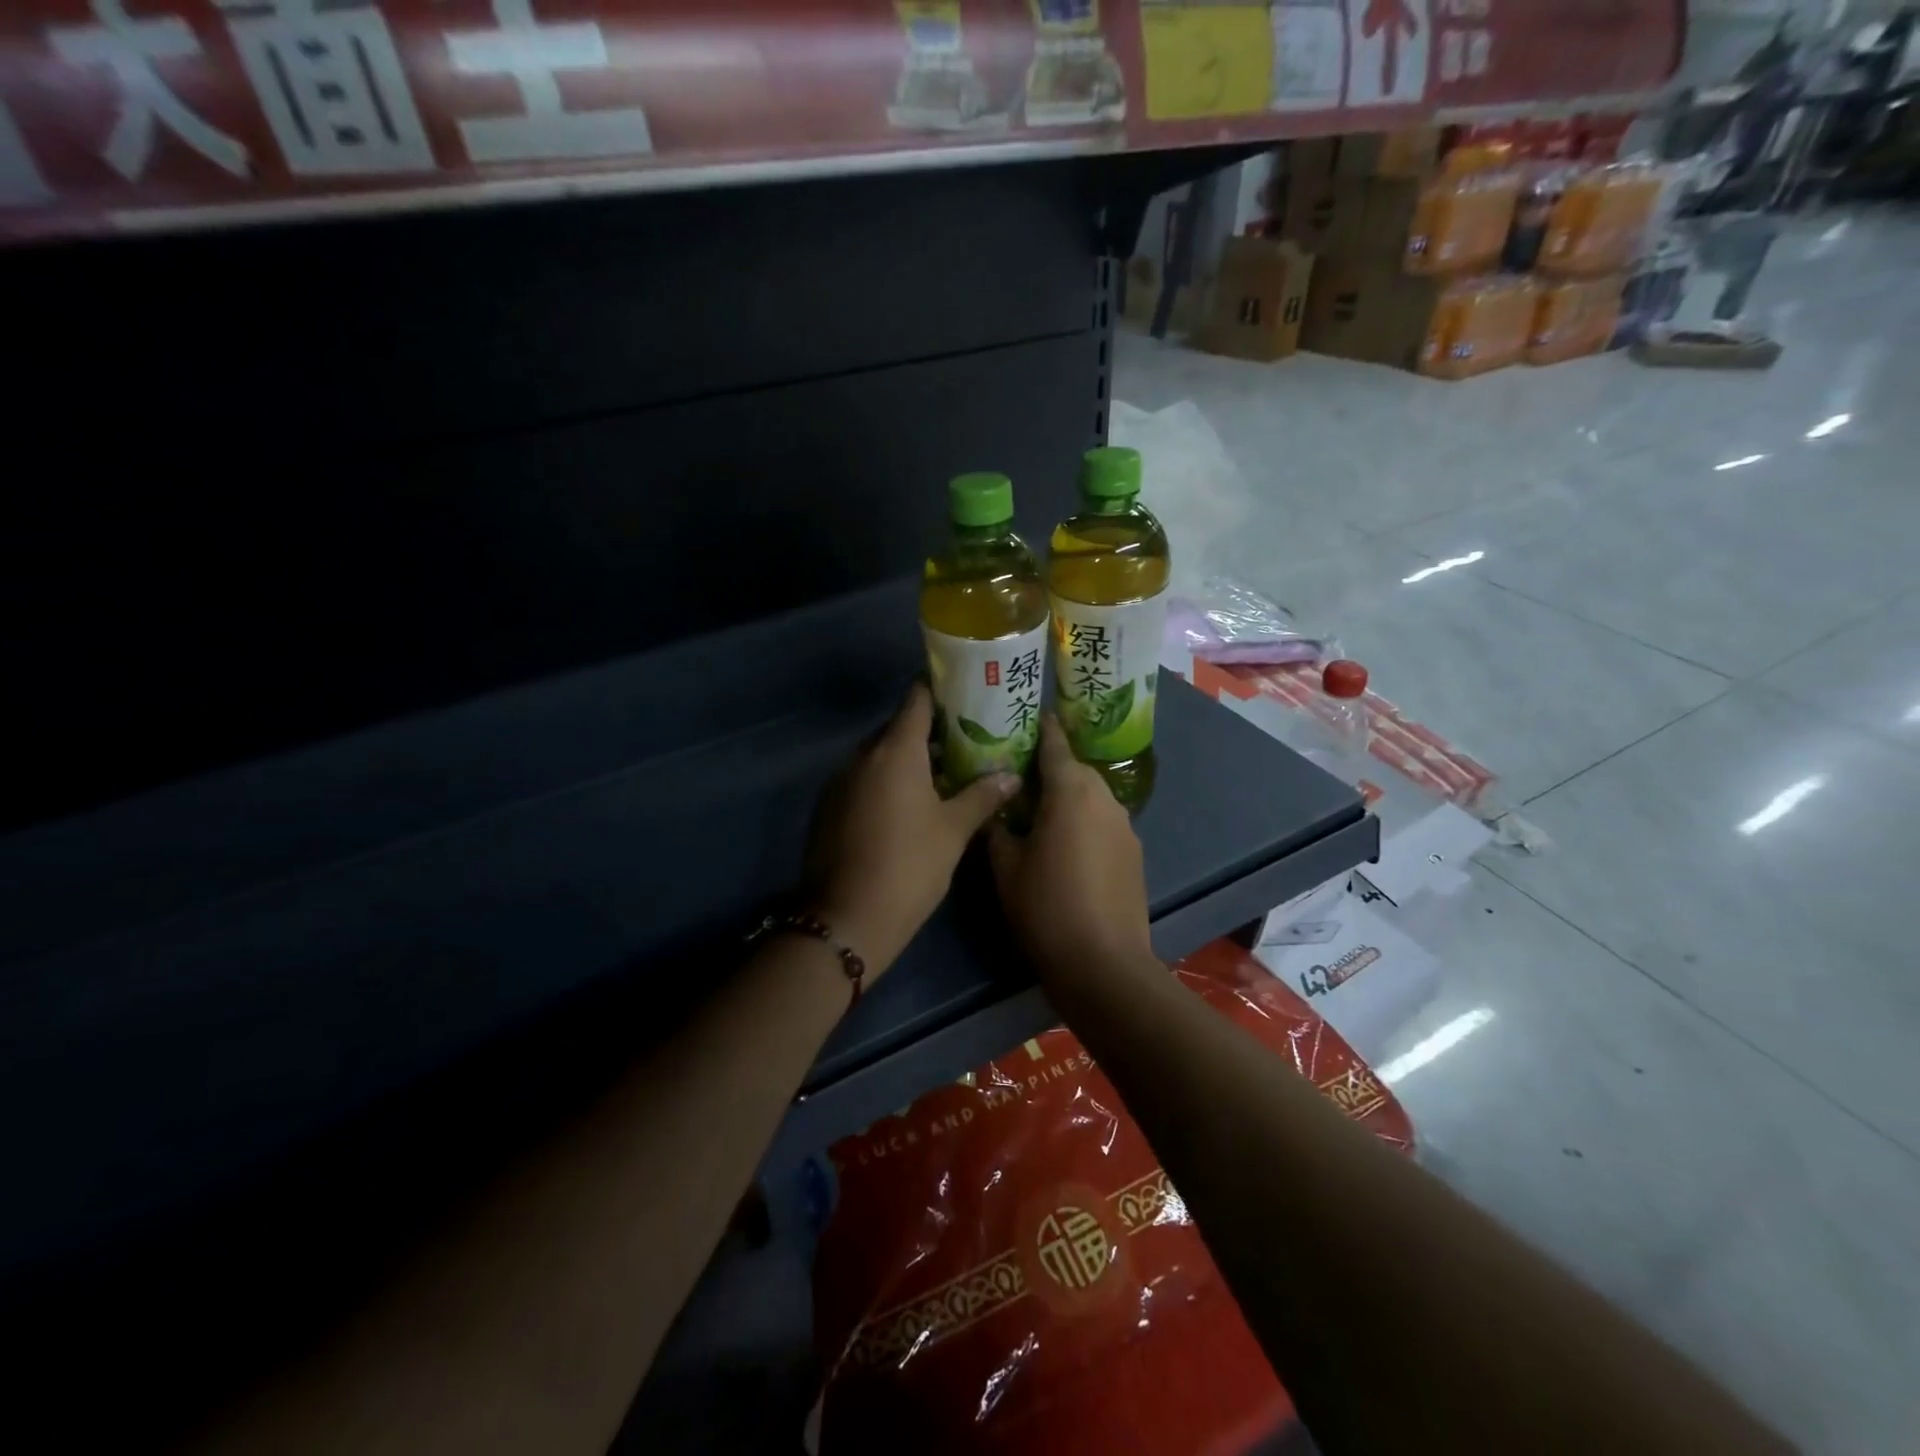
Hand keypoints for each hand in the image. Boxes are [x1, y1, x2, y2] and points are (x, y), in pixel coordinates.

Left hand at [805, 682, 1018, 976]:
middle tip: (963, 743)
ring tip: (940, 776)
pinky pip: (862, 781)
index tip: (964, 693)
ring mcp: (839, 782)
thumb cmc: (909, 867)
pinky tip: (906, 807)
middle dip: (928, 732)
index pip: (916, 700)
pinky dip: (884, 783)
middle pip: (897, 729)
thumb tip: (1011, 775)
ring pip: (878, 757)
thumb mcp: (953, 831)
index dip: (939, 691)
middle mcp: (862, 757)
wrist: (846, 918)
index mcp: (895, 752)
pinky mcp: (827, 808)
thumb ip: (981, 796)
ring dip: (906, 761)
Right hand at [989, 716, 1152, 984]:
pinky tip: (1065, 844)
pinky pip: (1103, 821)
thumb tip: (992, 807)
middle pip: (1075, 768)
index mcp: (1071, 791)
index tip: (1024, 714)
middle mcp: (1104, 798)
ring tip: (1037, 809)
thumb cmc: (1045, 907)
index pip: (1054, 743)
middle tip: (1016, 771)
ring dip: (1067, 795)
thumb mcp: (1005, 866)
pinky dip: (1084, 821)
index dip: (1040, 726)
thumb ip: (995, 827)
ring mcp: (1125, 826)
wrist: (1103, 964)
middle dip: (1049, 765)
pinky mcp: (1134, 853)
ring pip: (1091, 795)